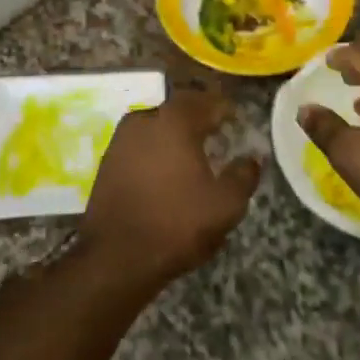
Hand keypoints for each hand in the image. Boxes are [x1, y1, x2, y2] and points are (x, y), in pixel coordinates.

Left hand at [79, 88, 260, 285]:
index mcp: (175, 122)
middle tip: (217, 134)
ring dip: (175, 136)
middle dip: (199, 119)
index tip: (238, 120)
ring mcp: (120, 142)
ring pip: (155, 128)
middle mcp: (144, 121)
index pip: (206, 101)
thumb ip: (244, 174)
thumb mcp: (227, 203)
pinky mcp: (106, 165)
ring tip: (192, 155)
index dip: (226, 109)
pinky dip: (156, 153)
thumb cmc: (177, 224)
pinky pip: (139, 147)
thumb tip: (252, 158)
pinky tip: (167, 174)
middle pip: (178, 110)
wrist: (116, 259)